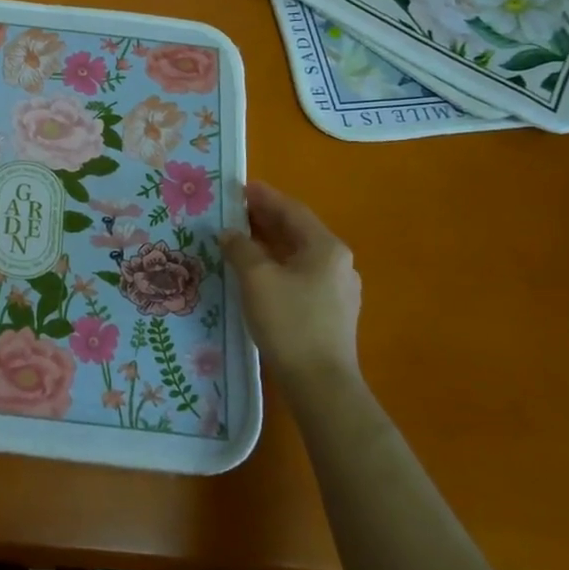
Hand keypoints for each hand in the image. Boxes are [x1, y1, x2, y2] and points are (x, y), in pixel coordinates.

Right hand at [220, 181, 361, 385]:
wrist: (320, 383)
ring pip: (298, 254)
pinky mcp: (331, 311)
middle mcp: (337, 263)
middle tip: (234, 210)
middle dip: (266, 219)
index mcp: (325, 248)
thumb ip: (241, 248)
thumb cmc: (289, 322)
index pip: (292, 211)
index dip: (265, 197)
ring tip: (240, 238)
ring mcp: (338, 289)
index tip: (240, 186)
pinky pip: (300, 274)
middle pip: (297, 231)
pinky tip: (258, 272)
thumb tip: (230, 233)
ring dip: (270, 243)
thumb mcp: (256, 278)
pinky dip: (277, 264)